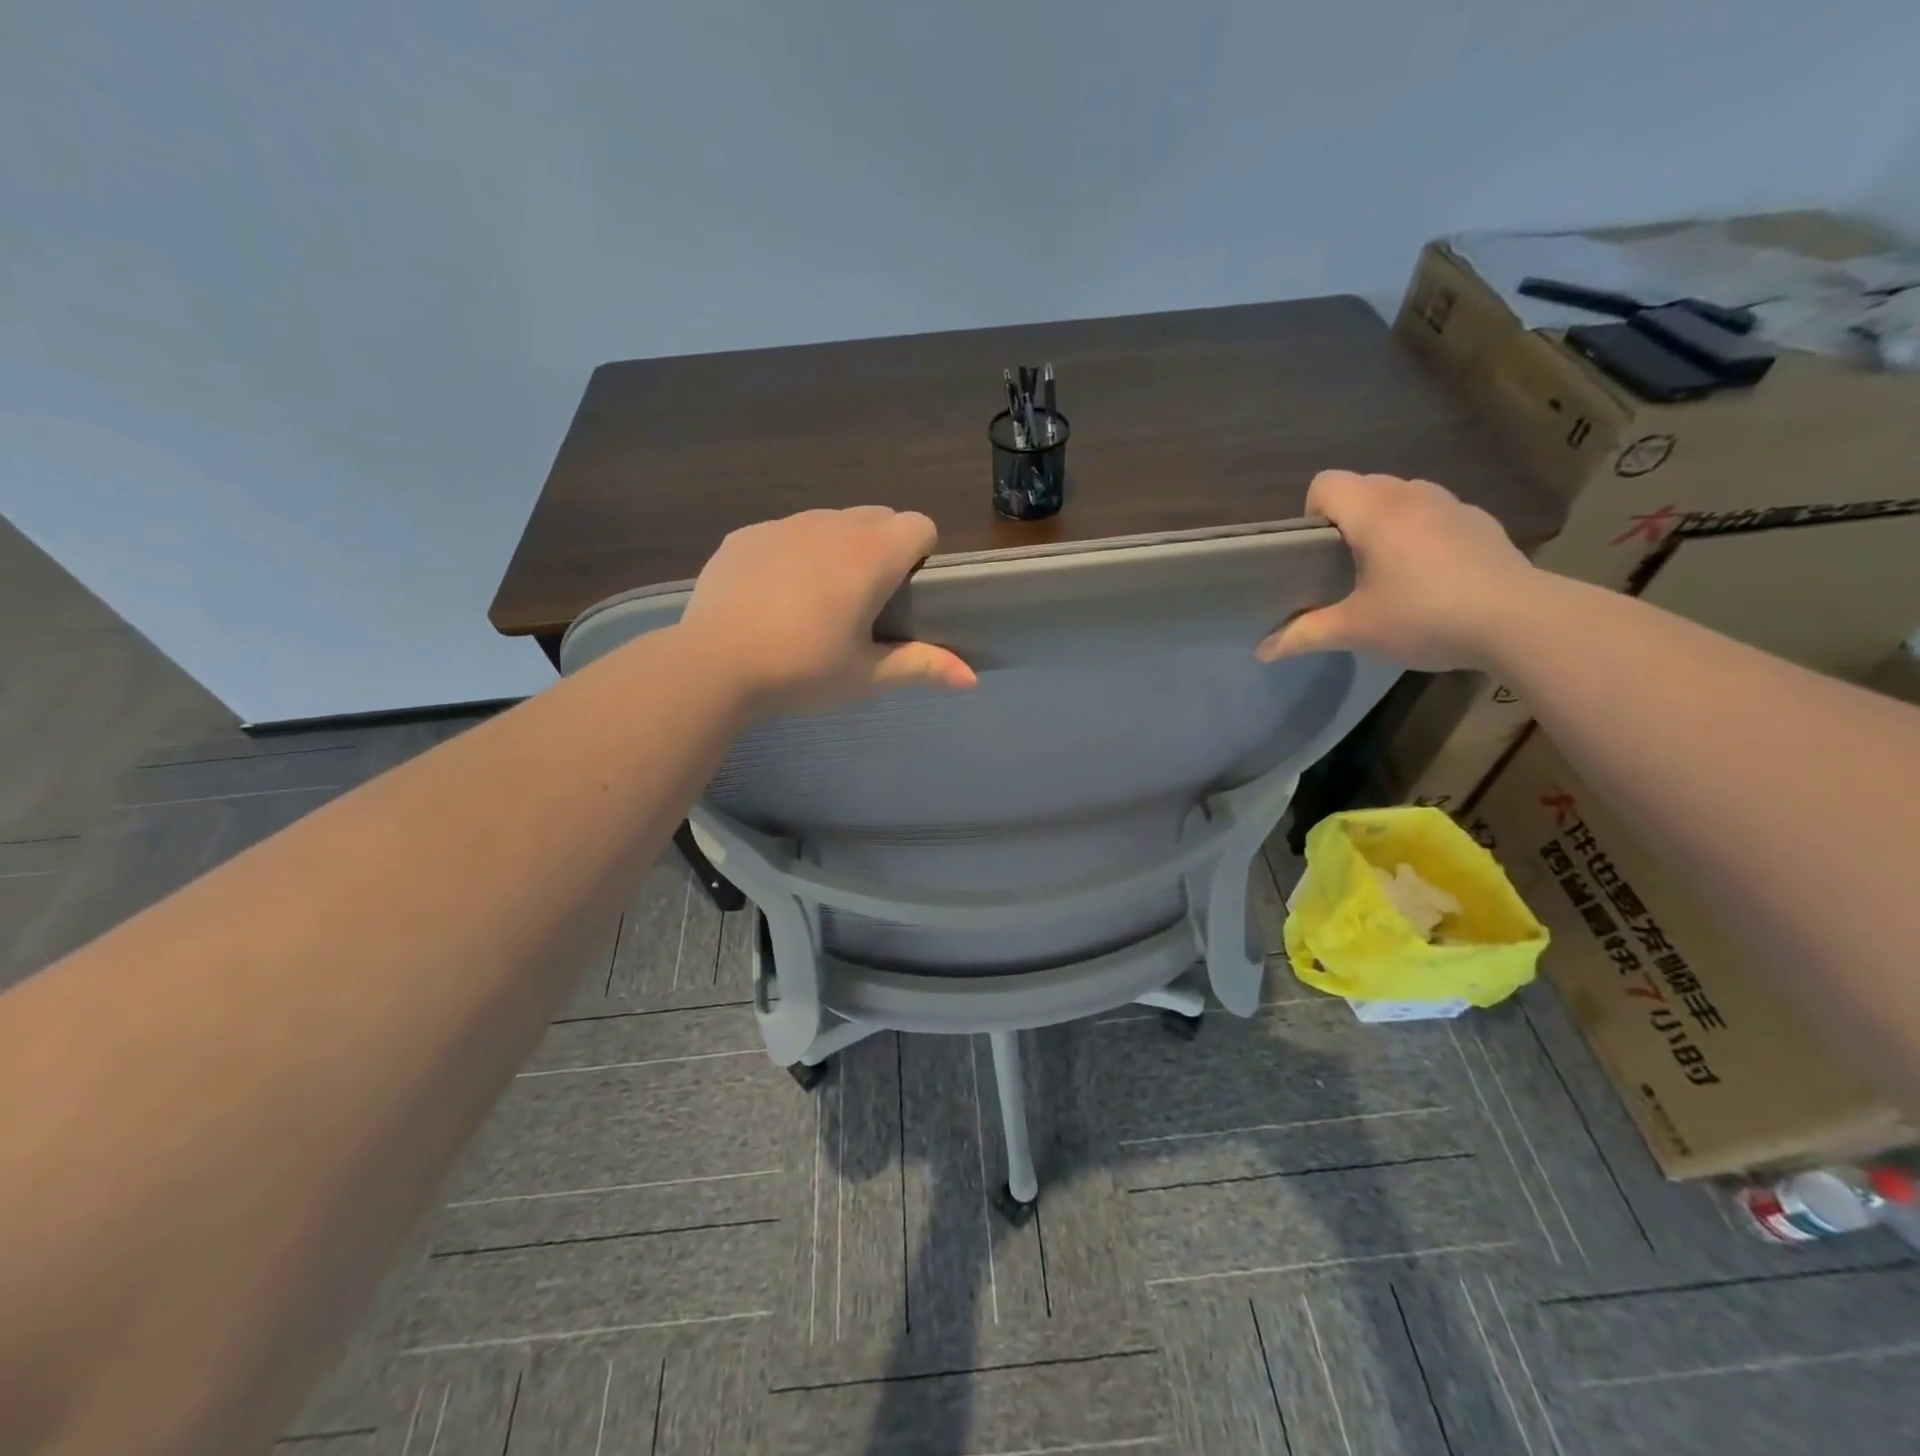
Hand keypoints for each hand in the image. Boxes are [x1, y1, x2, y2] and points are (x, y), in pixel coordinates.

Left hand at [678, 506, 976, 714]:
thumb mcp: (866, 675)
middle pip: (879, 516)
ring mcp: (783, 525)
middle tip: (866, 600)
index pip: (920, 524)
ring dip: (838, 547)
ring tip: (816, 598)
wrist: (712, 666)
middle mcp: (831, 525)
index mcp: (870, 555)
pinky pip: (786, 532)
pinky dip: (793, 553)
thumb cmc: (802, 671)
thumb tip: (972, 679)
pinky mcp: (746, 534)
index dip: (923, 554)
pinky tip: (772, 596)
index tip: (906, 592)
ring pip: (831, 521)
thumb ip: (922, 666)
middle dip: (884, 547)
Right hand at [1255, 471, 1535, 670]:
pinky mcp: (1481, 522)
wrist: (1518, 621)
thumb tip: (1262, 651)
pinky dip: (1423, 533)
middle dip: (1347, 519)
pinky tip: (1433, 576)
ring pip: (1402, 497)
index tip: (1317, 553)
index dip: (1312, 513)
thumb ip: (1305, 635)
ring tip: (1390, 569)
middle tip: (1346, 567)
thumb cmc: (1424, 617)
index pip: (1326, 483)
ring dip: (1387, 522)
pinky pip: (1436, 514)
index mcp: (1375, 513)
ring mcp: (1452, 505)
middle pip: (1363, 486)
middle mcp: (1412, 496)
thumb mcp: (1355, 630)